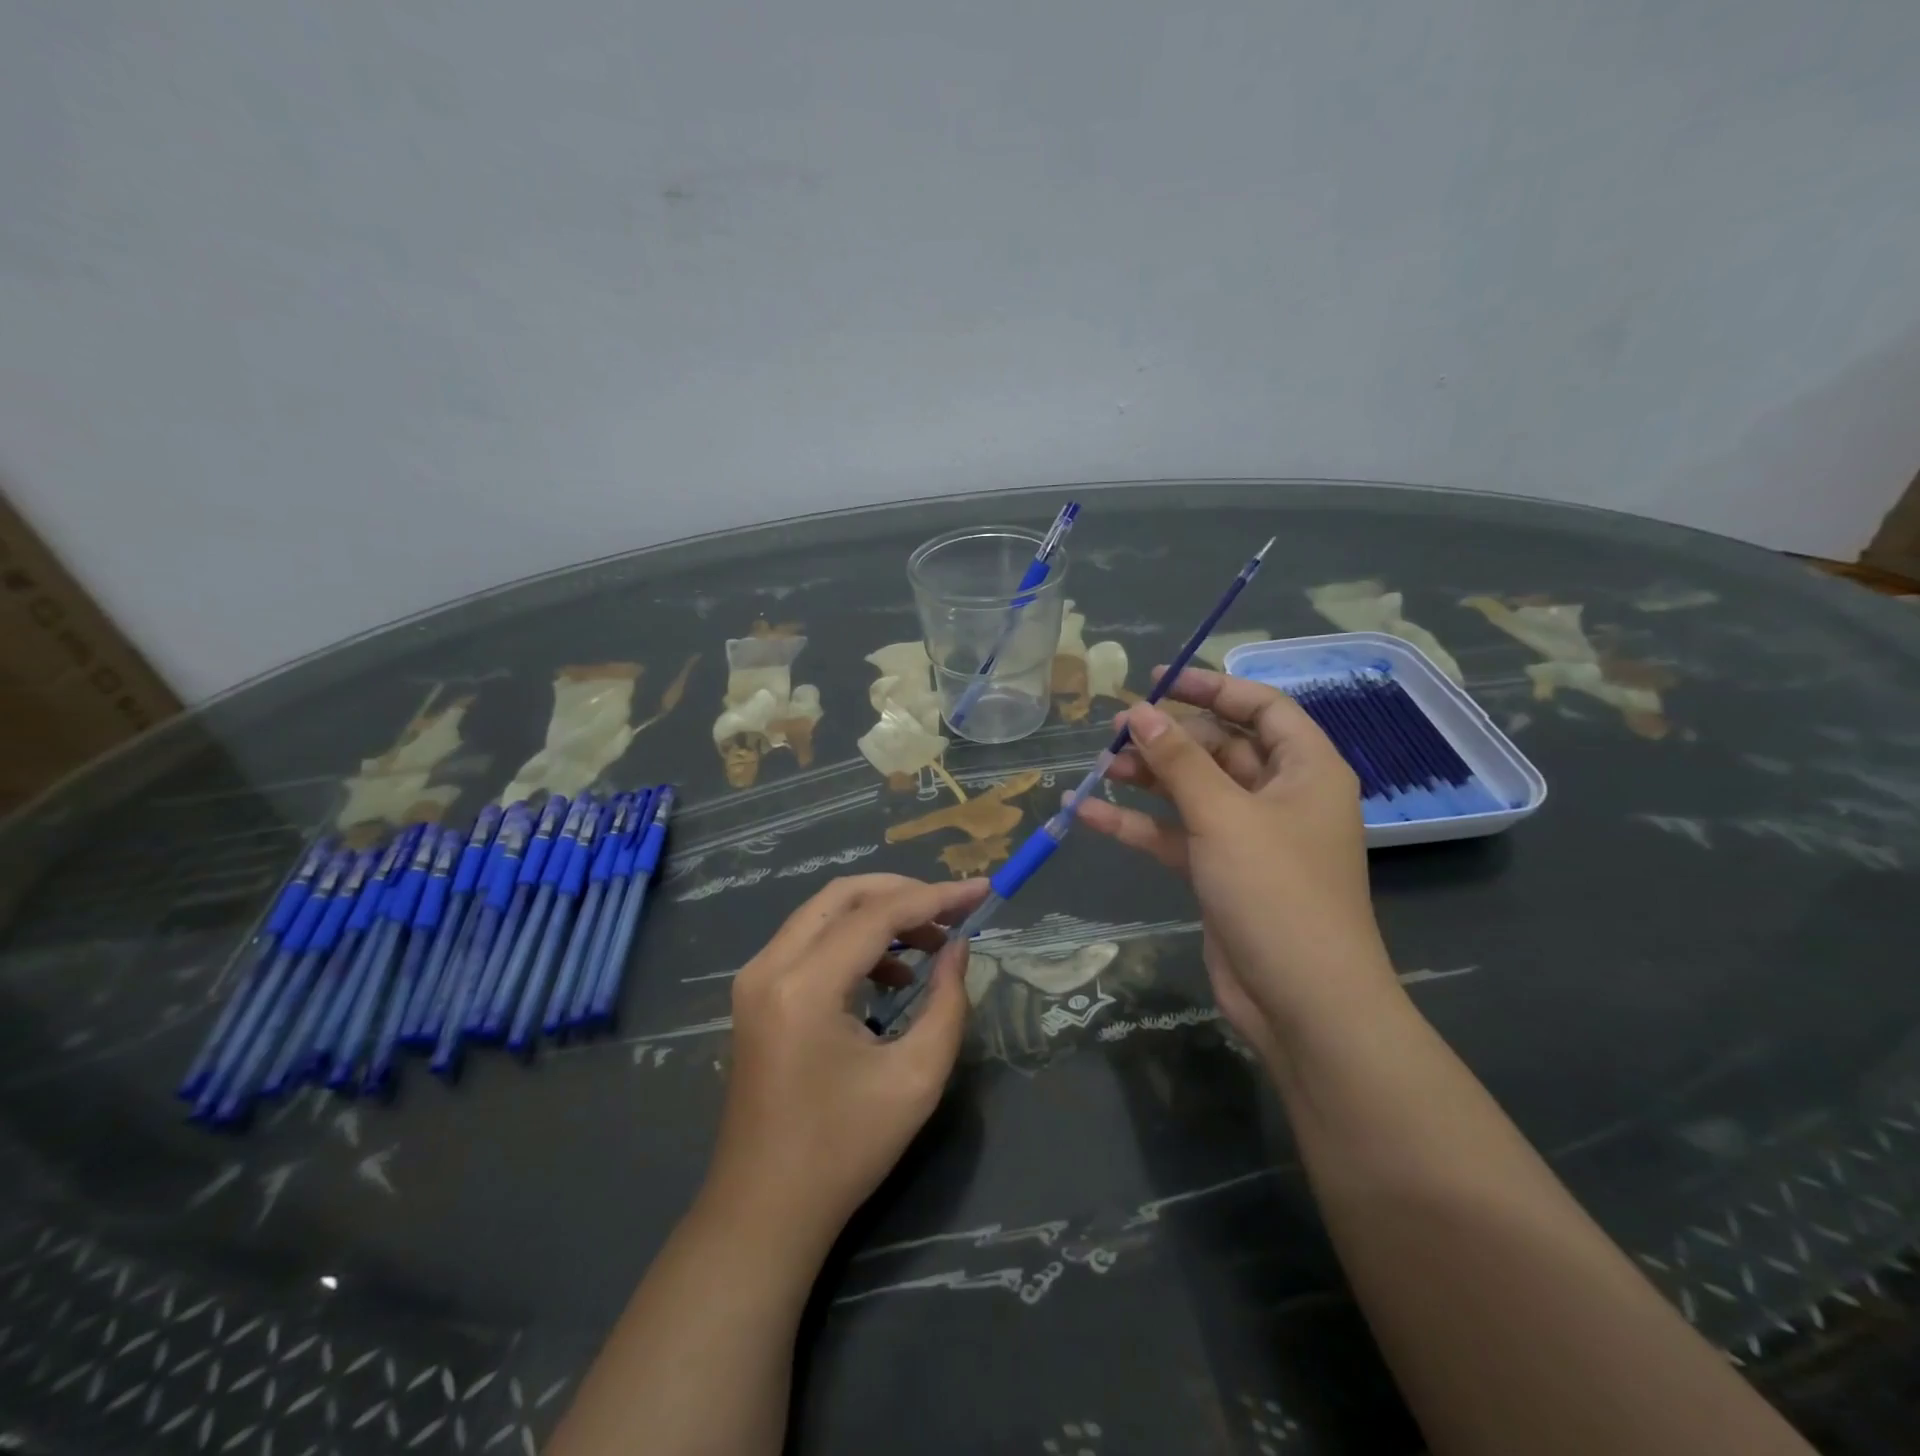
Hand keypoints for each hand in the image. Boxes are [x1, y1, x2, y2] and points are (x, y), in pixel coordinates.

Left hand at [701, 874, 987, 1262]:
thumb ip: (947, 1002)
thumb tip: (959, 947)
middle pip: (843, 895)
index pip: (877, 915)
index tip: (981, 890)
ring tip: (930, 945)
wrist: (764, 1211)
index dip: (936, 897)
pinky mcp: (756, 993)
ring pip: (824, 912)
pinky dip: (854, 939)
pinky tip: (892, 974)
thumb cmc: (844, 1151)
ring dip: (879, 915)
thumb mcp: (916, 1078)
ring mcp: (755, 978)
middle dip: (904, 893)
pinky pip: (810, 940)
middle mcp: (770, 966)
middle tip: (953, 910)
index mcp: (805, 986)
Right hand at [1071, 668, 1399, 1061]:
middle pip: (1220, 748)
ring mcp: (1249, 837)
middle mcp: (1281, 796)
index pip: (1261, 707)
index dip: (1212, 688)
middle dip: (1168, 739)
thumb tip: (1140, 712)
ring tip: (1098, 767)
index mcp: (1306, 769)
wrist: (1302, 1003)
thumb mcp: (1224, 815)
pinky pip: (1176, 834)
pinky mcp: (1221, 872)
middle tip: (1115, 733)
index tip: (1158, 680)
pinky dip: (1138, 824)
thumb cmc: (1276, 892)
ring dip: (1148, 778)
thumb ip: (1179, 761)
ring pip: (1193, 791)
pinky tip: (1089, 814)